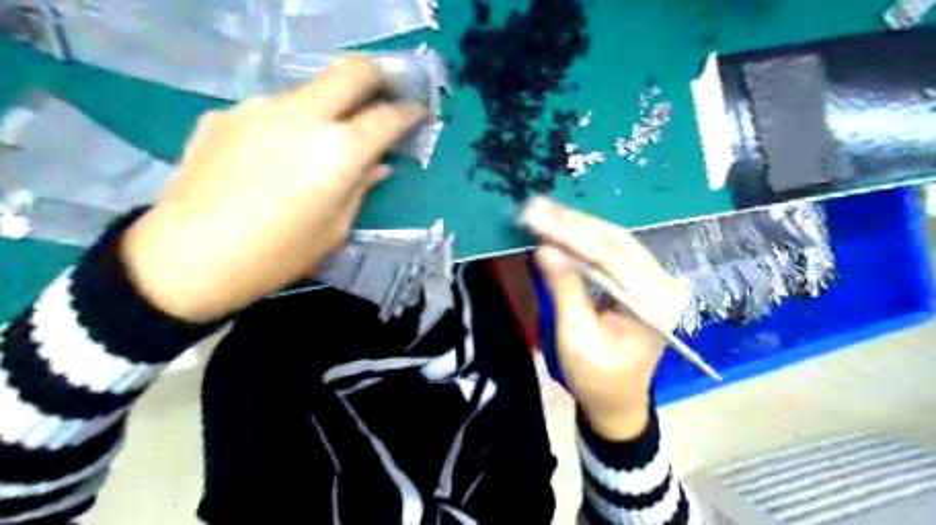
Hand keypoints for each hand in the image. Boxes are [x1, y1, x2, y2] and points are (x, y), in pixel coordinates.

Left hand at [120, 56, 425, 321]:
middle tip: (384, 96)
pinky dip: (288, 123)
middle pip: (351, 71)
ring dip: (329, 104)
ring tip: (323, 137)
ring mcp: (260, 108)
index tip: (418, 114)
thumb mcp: (336, 228)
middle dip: (377, 78)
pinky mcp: (226, 114)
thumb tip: (377, 165)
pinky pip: (272, 110)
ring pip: (310, 89)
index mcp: (340, 150)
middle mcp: (304, 115)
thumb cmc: (279, 254)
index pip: (388, 116)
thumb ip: (361, 188)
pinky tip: (275, 154)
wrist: (189, 257)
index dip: (410, 113)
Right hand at [523, 198, 688, 440]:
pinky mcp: (643, 281)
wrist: (618, 402)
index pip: (611, 258)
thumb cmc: (597, 381)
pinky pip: (613, 252)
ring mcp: (656, 281)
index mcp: (654, 306)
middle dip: (573, 223)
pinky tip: (562, 227)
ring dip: (577, 226)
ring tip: (543, 211)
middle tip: (536, 207)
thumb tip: (545, 249)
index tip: (537, 216)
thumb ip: (565, 293)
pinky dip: (585, 239)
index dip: (571, 234)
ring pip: (615, 242)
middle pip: (616, 242)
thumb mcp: (576, 341)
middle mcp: (663, 286)